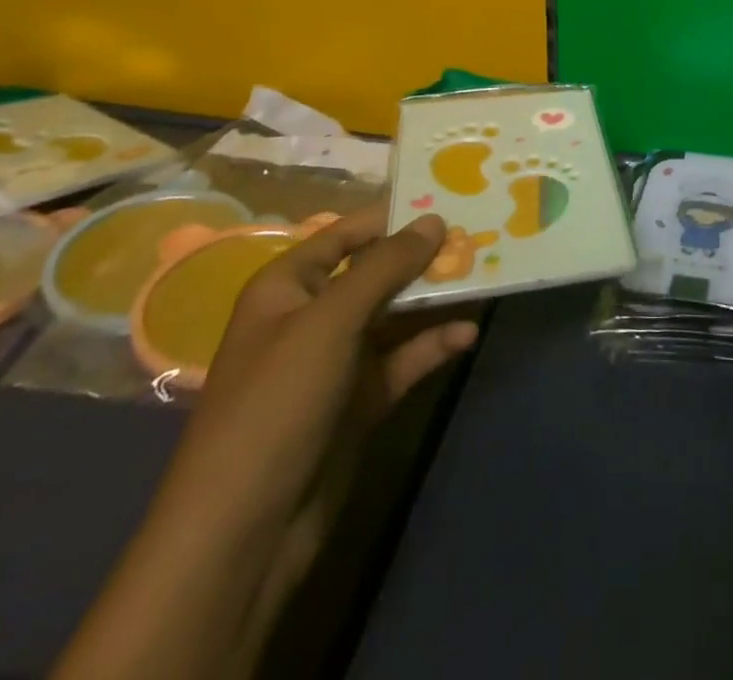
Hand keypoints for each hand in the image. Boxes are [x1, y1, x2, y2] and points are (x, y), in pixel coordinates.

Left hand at [56, 208, 476, 679]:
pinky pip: (404, 359)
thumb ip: (385, 267)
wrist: (245, 531)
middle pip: (378, 273)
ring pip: (397, 316)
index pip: (346, 233)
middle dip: (425, 258)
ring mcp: (338, 361)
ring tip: (486, 279)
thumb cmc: (277, 402)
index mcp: (289, 287)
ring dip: (436, 301)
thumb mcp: (330, 321)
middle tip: (481, 239)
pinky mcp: (361, 400)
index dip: (394, 216)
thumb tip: (435, 220)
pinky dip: (433, 346)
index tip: (449, 200)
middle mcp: (314, 316)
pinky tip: (467, 335)